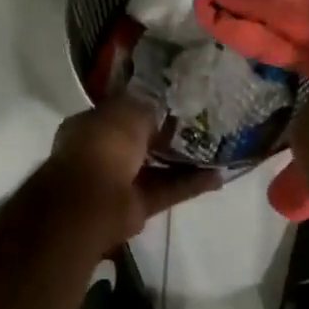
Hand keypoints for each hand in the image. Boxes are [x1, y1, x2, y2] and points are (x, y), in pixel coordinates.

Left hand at [41, 95, 221, 248]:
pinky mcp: (136, 206)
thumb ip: (147, 108)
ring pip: (155, 168)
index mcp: (91, 125)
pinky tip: (218, 177)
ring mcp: (118, 182)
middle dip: (166, 136)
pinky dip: (189, 185)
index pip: (120, 112)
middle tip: (201, 126)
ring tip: (216, 151)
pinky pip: (166, 191)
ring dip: (183, 162)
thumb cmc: (104, 144)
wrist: (93, 199)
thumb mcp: (128, 111)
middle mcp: (102, 152)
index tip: (174, 103)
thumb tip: (161, 108)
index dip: (145, 107)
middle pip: (140, 142)